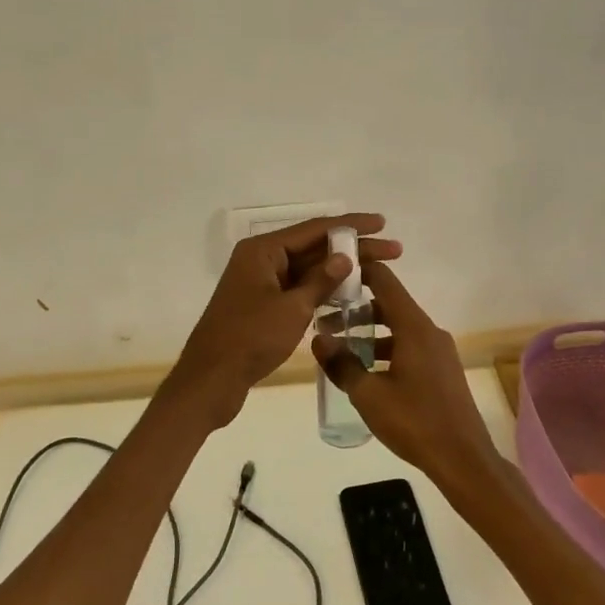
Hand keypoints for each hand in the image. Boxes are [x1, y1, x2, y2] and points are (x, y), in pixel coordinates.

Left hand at [172, 213, 401, 417]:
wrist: (210, 381)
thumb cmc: (250, 339)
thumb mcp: (292, 308)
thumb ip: (321, 280)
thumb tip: (345, 257)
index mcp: (263, 251)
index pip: (315, 229)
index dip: (351, 225)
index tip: (382, 223)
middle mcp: (261, 260)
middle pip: (313, 247)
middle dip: (353, 248)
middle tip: (393, 250)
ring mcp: (261, 283)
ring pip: (307, 269)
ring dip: (340, 270)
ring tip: (379, 271)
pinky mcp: (263, 306)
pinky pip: (298, 289)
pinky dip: (322, 290)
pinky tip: (349, 294)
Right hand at [312, 261, 505, 498]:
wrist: (463, 459)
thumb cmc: (414, 422)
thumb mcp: (369, 395)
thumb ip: (342, 364)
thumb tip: (319, 339)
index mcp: (414, 328)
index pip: (385, 281)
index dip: (360, 271)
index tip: (333, 274)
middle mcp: (429, 331)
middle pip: (391, 304)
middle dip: (358, 307)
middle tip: (327, 317)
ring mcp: (439, 351)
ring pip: (400, 328)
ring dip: (372, 332)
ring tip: (341, 347)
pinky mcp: (442, 370)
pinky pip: (410, 346)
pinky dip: (388, 348)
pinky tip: (368, 371)